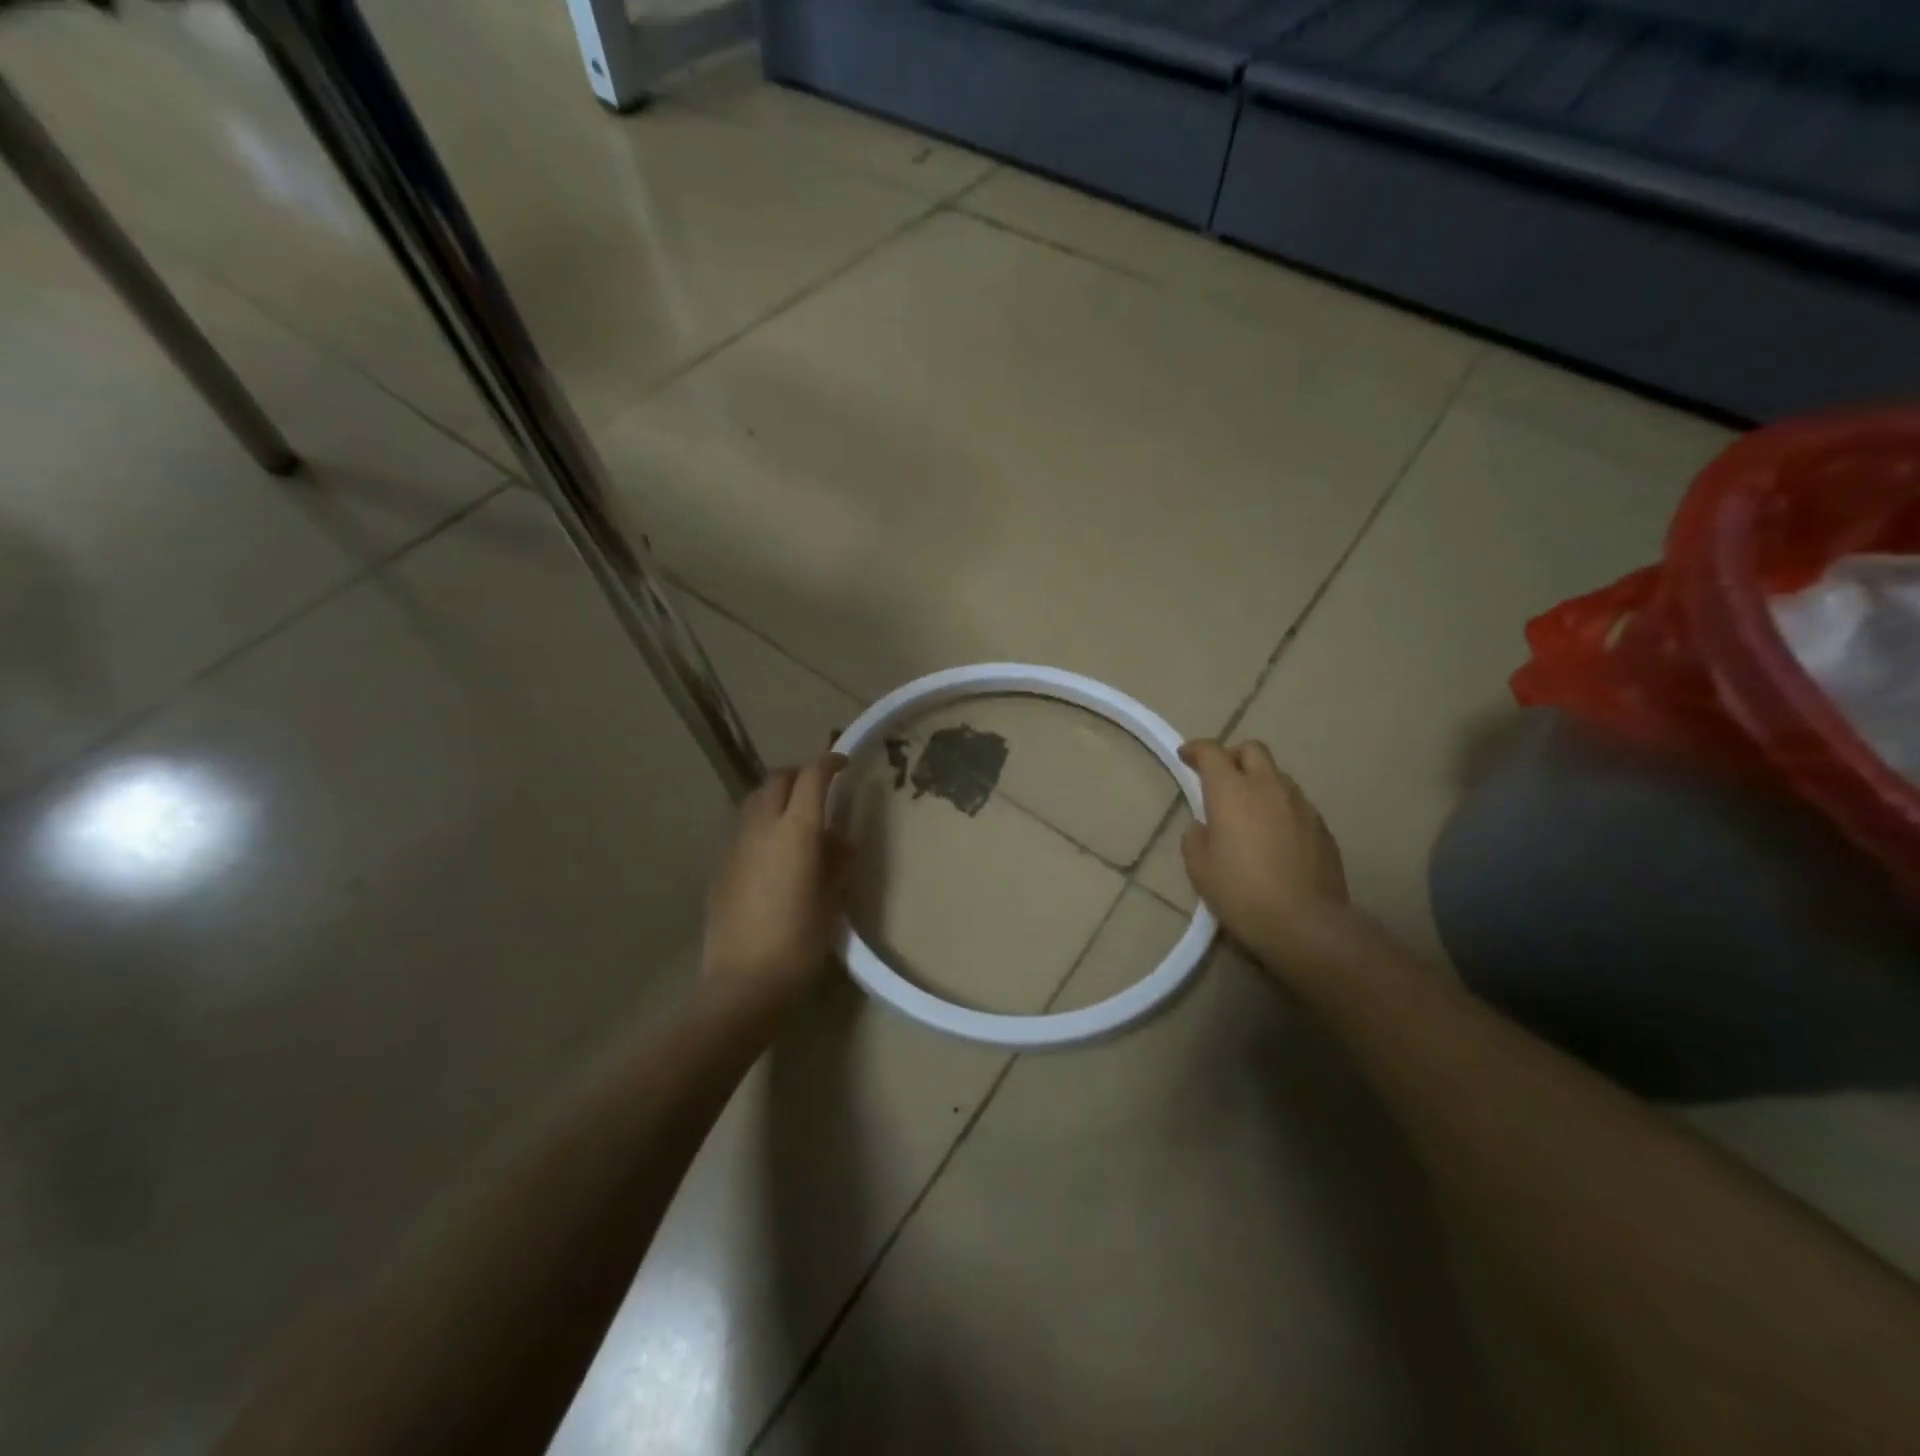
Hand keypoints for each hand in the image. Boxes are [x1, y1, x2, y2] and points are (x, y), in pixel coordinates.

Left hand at [701, 753, 849, 1019]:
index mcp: (796, 831)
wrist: (744, 983)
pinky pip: (744, 829)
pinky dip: (762, 824)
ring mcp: (735, 846)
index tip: (844, 764)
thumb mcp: (831, 899)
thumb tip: (839, 839)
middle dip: (800, 775)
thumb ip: (837, 861)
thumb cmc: (800, 942)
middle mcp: (761, 828)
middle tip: (820, 791)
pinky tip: (774, 855)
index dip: (829, 763)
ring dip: (777, 797)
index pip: (812, 777)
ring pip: (755, 800)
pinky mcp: (720, 866)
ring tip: (796, 819)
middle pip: (777, 779)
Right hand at [1179, 739, 1350, 966]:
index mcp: (1231, 792)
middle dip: (1232, 756)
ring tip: (1248, 810)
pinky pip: (1295, 803)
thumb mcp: (1199, 867)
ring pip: (1276, 775)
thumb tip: (1205, 826)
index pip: (1212, 752)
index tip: (1185, 757)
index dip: (1196, 749)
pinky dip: (1278, 807)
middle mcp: (1267, 787)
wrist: (1305, 922)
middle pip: (1252, 750)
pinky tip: (1273, 836)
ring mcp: (1300, 804)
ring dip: (1258, 781)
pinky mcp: (1321, 825)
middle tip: (1219, 778)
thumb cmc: (1241, 892)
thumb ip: (1196, 836)